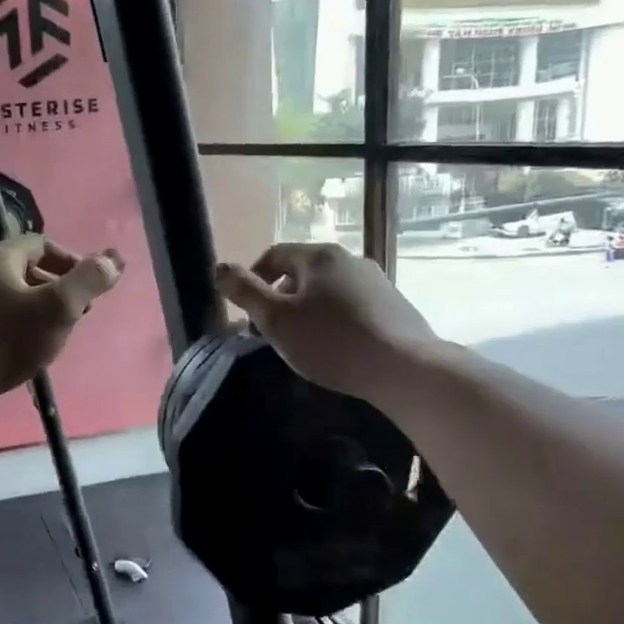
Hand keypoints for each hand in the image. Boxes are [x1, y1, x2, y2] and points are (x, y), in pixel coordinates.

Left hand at [0, 236, 123, 401]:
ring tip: (49, 334)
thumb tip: (113, 259)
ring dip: (32, 307)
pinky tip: (17, 349)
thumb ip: (88, 281)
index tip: (88, 288)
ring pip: (5, 294)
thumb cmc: (6, 338)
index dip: (71, 261)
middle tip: (73, 313)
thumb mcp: (58, 308)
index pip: (42, 244)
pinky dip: (10, 324)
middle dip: (53, 286)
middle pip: (22, 268)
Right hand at [215, 243, 435, 400]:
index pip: (273, 255)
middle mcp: (349, 258)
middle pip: (301, 271)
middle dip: (280, 297)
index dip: (252, 280)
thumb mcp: (276, 320)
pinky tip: (337, 346)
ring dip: (308, 309)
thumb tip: (219, 268)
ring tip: (303, 341)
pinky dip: (335, 318)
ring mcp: (376, 280)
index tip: (247, 313)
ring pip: (328, 289)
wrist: (404, 368)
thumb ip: (245, 292)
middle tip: (272, 331)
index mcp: (318, 256)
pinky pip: (351, 304)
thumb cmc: (331, 342)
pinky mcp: (394, 304)